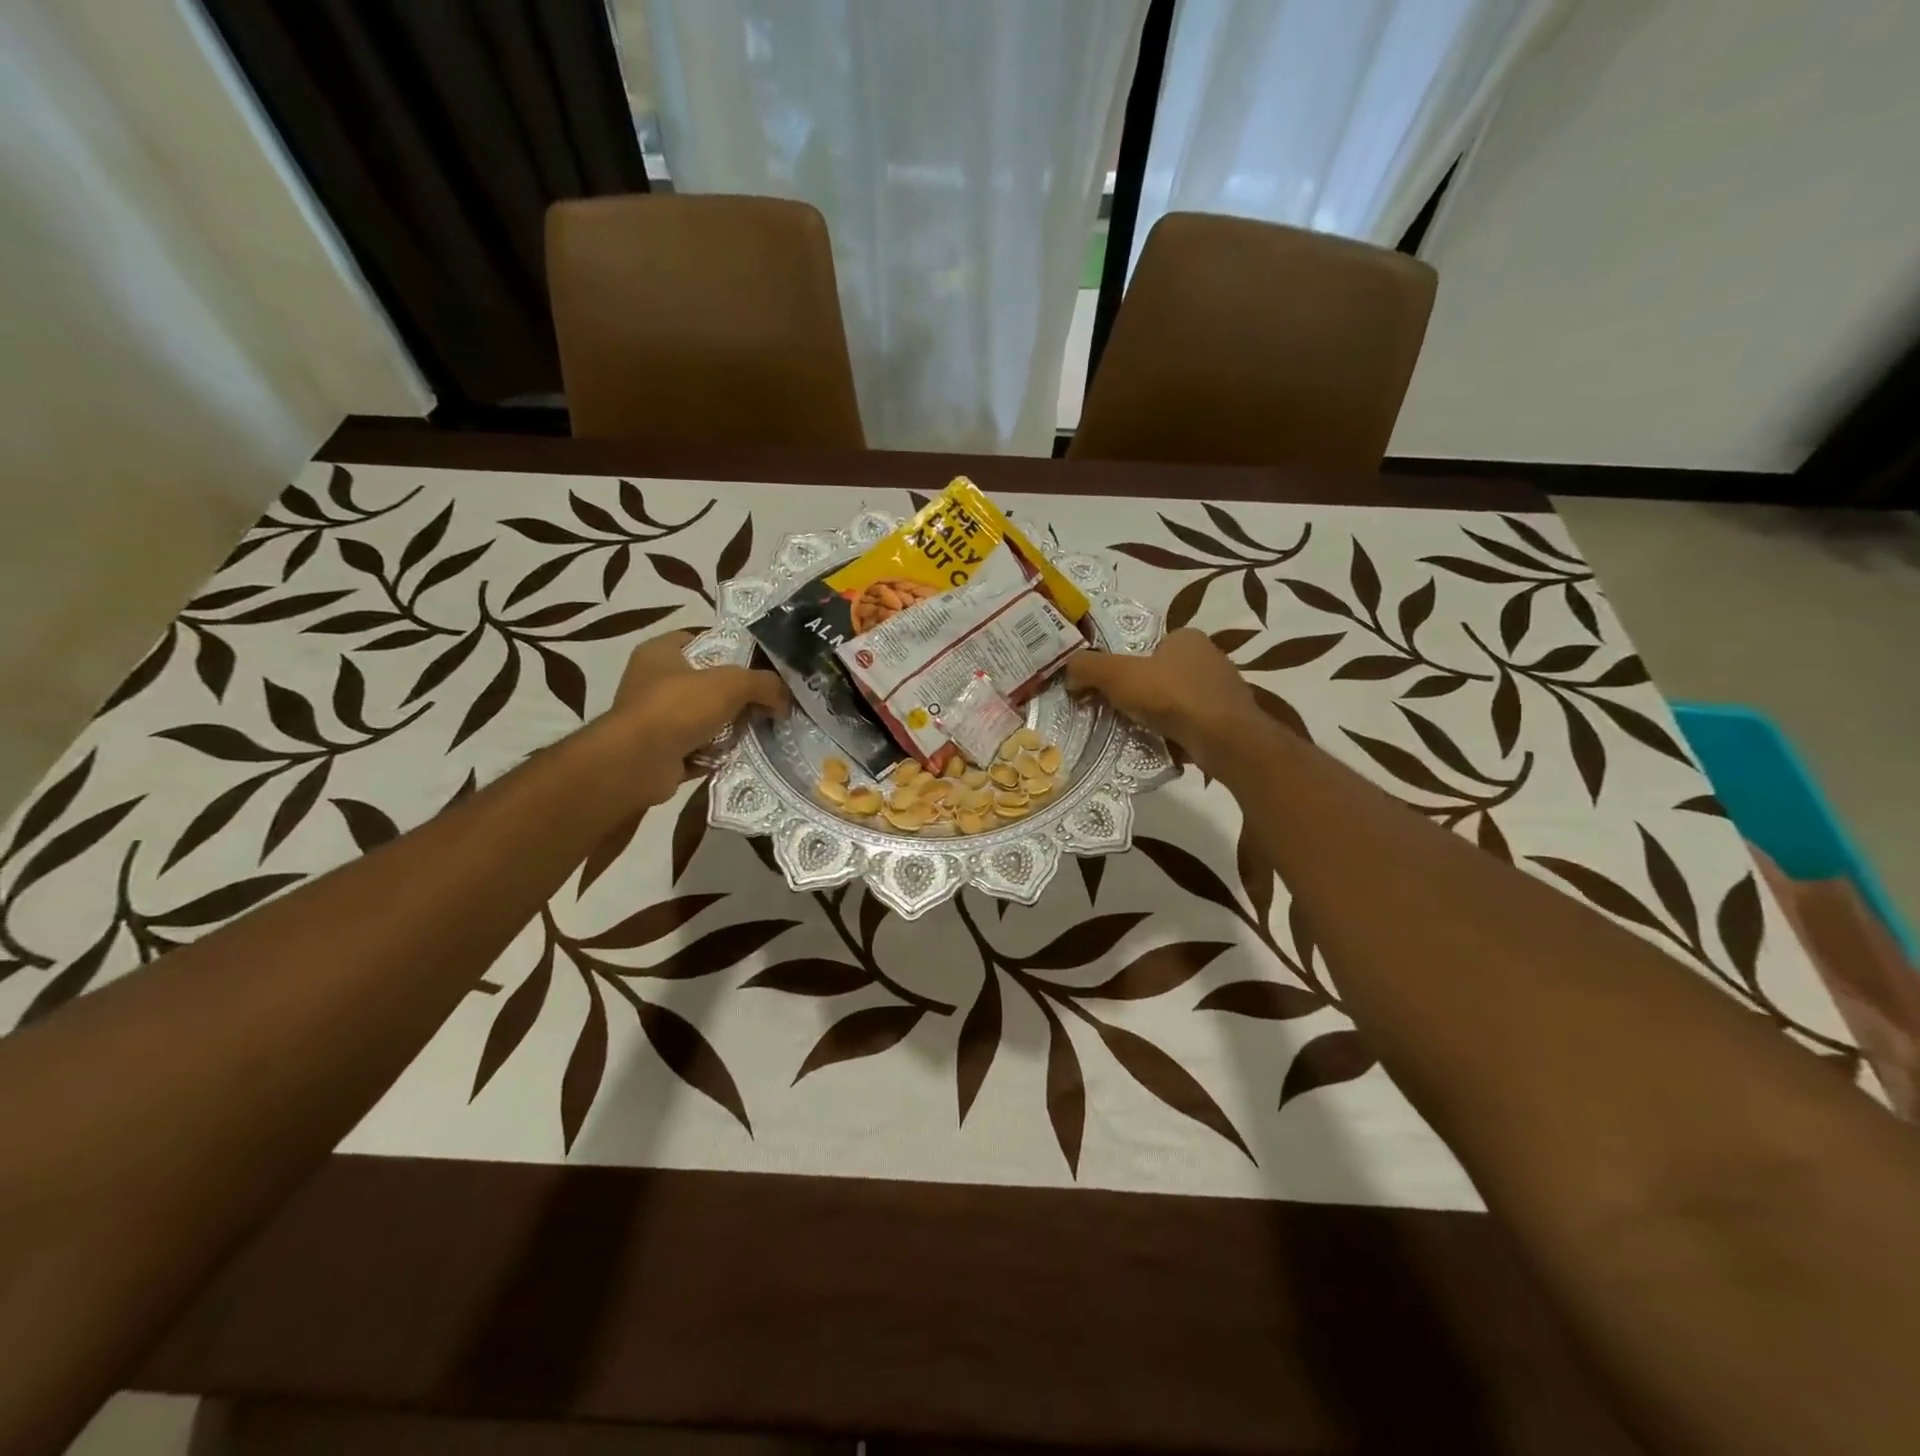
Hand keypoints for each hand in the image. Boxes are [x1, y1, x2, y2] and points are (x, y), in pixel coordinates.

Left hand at [607, 631, 788, 806]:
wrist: (638, 763)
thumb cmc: (678, 707)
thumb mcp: (731, 684)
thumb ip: (764, 684)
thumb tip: (785, 698)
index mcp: (659, 653)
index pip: (699, 640)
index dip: (731, 648)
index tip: (760, 662)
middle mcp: (652, 683)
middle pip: (707, 682)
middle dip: (738, 694)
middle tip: (770, 701)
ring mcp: (655, 720)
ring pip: (705, 718)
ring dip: (731, 726)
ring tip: (764, 729)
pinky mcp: (661, 752)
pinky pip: (700, 748)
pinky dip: (719, 753)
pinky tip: (745, 754)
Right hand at [1066, 629, 1265, 771]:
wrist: (1224, 739)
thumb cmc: (1171, 696)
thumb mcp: (1118, 675)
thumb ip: (1087, 667)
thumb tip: (1068, 672)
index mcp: (1187, 637)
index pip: (1148, 645)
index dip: (1126, 664)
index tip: (1110, 687)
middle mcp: (1210, 657)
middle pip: (1161, 673)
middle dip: (1141, 692)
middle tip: (1118, 710)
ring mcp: (1223, 690)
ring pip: (1177, 700)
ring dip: (1159, 714)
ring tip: (1138, 730)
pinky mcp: (1229, 720)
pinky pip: (1192, 723)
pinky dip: (1176, 732)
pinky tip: (1163, 744)